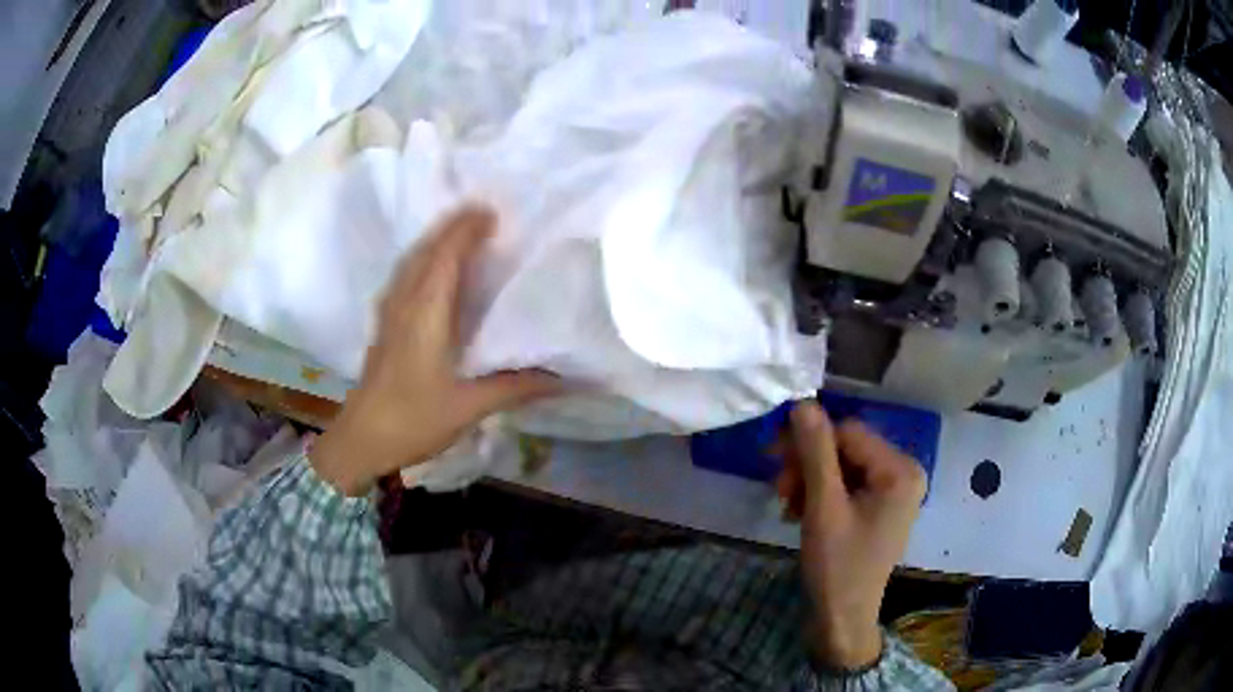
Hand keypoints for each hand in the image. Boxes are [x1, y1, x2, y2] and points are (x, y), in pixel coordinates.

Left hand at [310, 205, 560, 495]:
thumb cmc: (413, 420)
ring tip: (461, 233)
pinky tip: (432, 272)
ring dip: (435, 241)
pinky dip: (422, 261)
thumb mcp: (470, 406)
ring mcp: (389, 314)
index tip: (493, 212)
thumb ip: (516, 387)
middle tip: (484, 215)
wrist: (361, 440)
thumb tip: (564, 379)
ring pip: (411, 262)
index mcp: (426, 313)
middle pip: (426, 250)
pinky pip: (404, 278)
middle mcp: (404, 303)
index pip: (446, 256)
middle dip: (452, 226)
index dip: (467, 229)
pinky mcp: (384, 327)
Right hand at [776, 400, 926, 668]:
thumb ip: (815, 453)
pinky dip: (821, 494)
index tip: (773, 458)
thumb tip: (803, 403)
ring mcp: (894, 491)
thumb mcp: (822, 508)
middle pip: (847, 448)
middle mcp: (904, 473)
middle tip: (778, 488)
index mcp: (900, 471)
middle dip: (809, 465)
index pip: (849, 432)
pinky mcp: (881, 506)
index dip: (810, 440)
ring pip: (843, 466)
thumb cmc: (836, 567)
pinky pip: (848, 485)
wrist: (843, 619)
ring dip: (810, 480)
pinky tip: (800, 512)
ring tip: (787, 505)